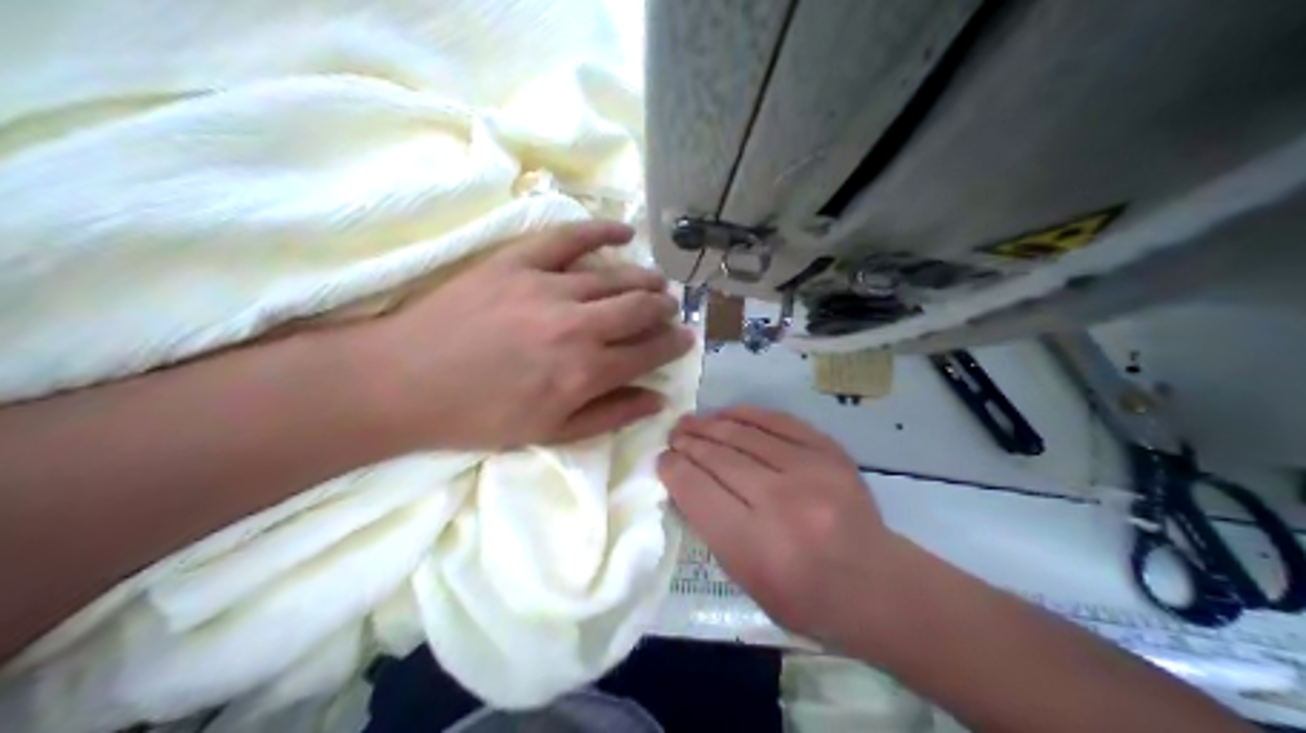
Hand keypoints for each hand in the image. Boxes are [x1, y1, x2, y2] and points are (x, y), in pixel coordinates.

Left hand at [351, 220, 693, 448]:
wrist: (403, 382)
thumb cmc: (477, 417)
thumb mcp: (548, 433)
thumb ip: (609, 415)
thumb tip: (657, 400)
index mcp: (585, 371)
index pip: (648, 351)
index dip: (672, 345)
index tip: (684, 339)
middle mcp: (577, 324)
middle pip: (640, 308)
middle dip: (664, 309)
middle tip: (670, 310)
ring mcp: (548, 286)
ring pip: (614, 275)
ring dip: (643, 280)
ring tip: (654, 283)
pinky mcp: (518, 260)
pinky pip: (569, 237)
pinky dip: (602, 230)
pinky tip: (625, 232)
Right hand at [664, 406, 897, 645]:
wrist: (875, 585)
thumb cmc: (804, 598)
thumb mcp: (746, 581)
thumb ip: (714, 530)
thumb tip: (687, 484)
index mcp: (754, 543)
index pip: (697, 490)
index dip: (672, 469)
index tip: (662, 461)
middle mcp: (780, 500)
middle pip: (718, 457)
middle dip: (688, 443)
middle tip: (673, 436)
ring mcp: (809, 471)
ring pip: (745, 434)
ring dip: (711, 424)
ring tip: (691, 422)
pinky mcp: (830, 453)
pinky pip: (780, 422)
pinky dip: (749, 415)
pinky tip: (728, 413)